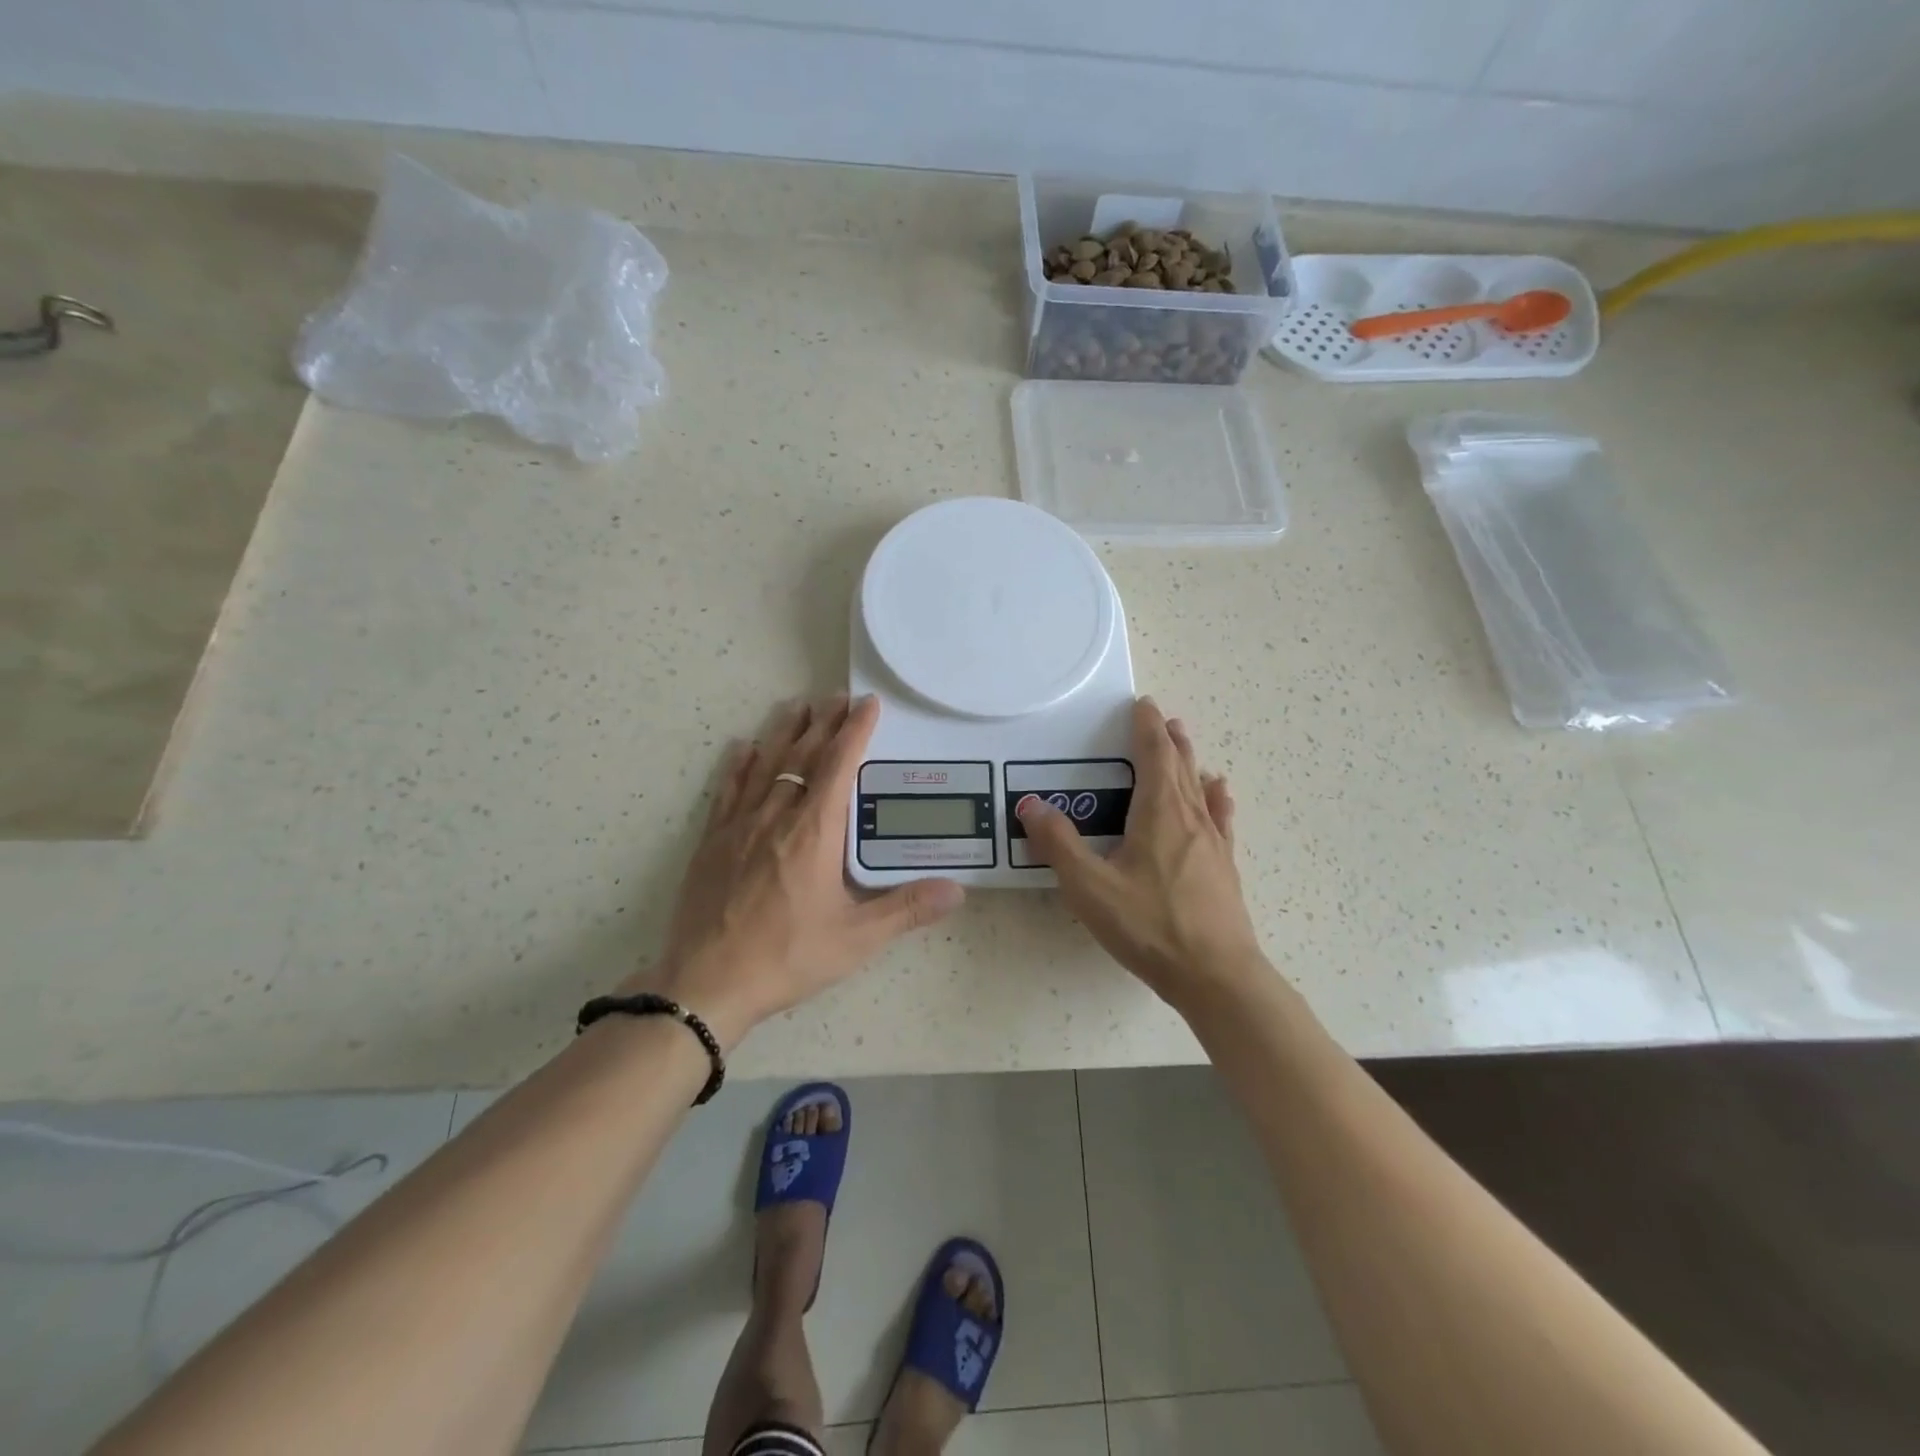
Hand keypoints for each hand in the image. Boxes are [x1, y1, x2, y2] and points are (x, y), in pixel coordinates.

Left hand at [629, 694, 964, 1046]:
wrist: (707, 983)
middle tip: (837, 696)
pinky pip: (728, 790)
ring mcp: (739, 826)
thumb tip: (958, 890)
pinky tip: (744, 747)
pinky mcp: (712, 842)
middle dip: (824, 723)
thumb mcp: (856, 939)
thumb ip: (907, 909)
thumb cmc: (786, 956)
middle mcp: (777, 816)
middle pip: (803, 755)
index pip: (839, 765)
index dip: (855, 731)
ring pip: (765, 764)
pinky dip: (739, 765)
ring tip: (798, 705)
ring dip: (785, 732)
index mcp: (814, 832)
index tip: (868, 704)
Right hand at [1017, 697, 1266, 1007]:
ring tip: (1185, 742)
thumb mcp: (1089, 886)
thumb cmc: (1149, 926)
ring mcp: (1213, 842)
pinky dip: (1217, 798)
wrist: (1215, 975)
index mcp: (1159, 812)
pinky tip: (1220, 793)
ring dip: (1190, 761)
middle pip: (1181, 765)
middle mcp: (1190, 817)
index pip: (1154, 754)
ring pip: (1200, 788)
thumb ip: (1058, 843)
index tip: (1143, 704)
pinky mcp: (1223, 867)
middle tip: (1162, 718)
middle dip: (1168, 739)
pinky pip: (1220, 819)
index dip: (1147, 727)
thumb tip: (1030, 805)